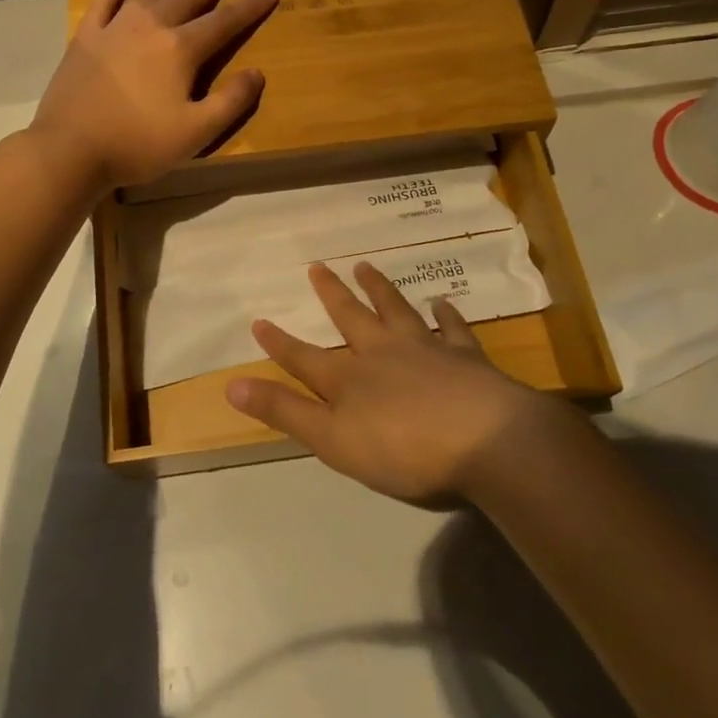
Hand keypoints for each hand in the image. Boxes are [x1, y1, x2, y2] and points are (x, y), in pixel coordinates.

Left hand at [31, 0, 276, 190]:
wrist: (70, 148)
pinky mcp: (86, 38)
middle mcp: (151, 27)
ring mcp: (115, 28)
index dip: (250, 7)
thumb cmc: (138, 143)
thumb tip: (256, 73)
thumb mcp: (197, 132)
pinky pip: (104, 3)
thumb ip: (231, 101)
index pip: (225, 22)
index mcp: (181, 49)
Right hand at [226, 260, 567, 504]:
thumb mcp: (333, 441)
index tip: (258, 320)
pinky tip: (442, 303)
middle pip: (351, 318)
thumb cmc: (404, 451)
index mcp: (349, 379)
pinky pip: (452, 329)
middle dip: (331, 294)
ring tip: (366, 266)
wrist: (486, 441)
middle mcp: (383, 354)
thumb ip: (285, 412)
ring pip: (397, 311)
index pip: (304, 358)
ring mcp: (426, 350)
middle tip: (317, 266)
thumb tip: (232, 385)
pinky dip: (446, 315)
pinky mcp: (466, 358)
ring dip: (380, 289)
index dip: (279, 343)